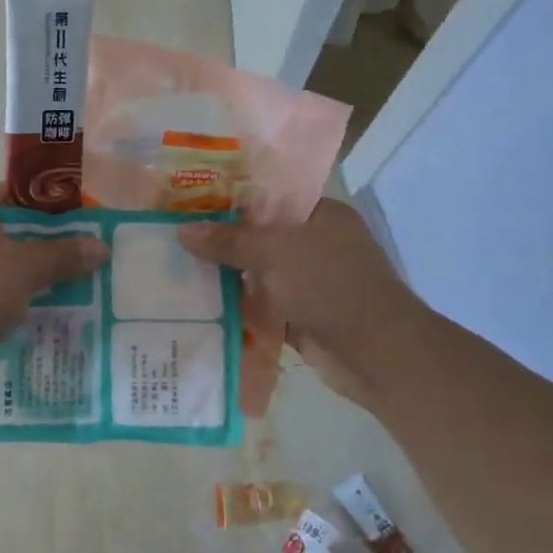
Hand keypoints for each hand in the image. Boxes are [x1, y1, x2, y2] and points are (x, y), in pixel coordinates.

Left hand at [0, 184, 109, 363]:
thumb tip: (101, 247)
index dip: (40, 212)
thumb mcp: (26, 270)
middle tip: (58, 267)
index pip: (6, 196)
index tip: (66, 233)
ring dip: (5, 277)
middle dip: (25, 249)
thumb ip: (63, 255)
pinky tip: (5, 318)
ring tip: (38, 296)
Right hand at [178, 199, 422, 406]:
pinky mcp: (301, 316)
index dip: (231, 199)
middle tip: (173, 234)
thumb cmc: (332, 286)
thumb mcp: (277, 253)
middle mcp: (317, 244)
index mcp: (322, 215)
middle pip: (261, 236)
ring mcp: (310, 283)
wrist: (378, 354)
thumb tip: (182, 230)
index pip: (270, 197)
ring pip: (259, 273)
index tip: (189, 201)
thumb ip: (230, 241)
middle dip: (222, 240)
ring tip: (175, 266)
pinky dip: (238, 306)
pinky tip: (199, 302)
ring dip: (226, 275)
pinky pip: (261, 306)